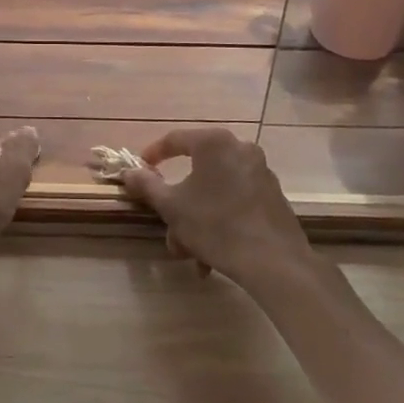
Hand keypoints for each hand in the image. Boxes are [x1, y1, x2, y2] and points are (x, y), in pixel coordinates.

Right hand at [119, 127, 311, 289]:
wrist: (274, 263)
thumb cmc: (215, 225)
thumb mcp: (172, 206)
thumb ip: (147, 185)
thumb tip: (129, 172)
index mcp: (214, 143)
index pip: (174, 139)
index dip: (153, 155)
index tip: (140, 171)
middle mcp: (240, 149)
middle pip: (197, 172)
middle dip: (179, 204)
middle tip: (168, 227)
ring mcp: (261, 173)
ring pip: (216, 192)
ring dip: (197, 219)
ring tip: (191, 254)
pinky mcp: (273, 197)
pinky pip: (236, 202)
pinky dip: (220, 221)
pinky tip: (213, 254)